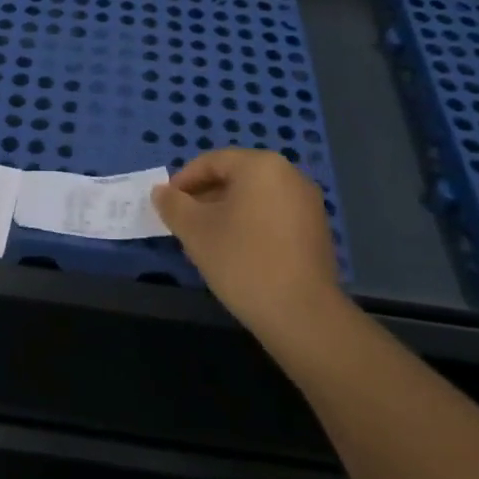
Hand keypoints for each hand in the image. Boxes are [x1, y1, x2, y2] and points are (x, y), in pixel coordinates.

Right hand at [153, 149, 345, 344]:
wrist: (304, 316)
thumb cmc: (243, 261)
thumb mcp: (196, 231)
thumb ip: (173, 205)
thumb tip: (161, 191)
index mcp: (261, 165)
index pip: (212, 161)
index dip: (184, 181)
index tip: (167, 205)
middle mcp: (289, 175)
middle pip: (235, 178)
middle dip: (205, 199)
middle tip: (183, 226)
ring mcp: (308, 204)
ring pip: (254, 199)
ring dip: (225, 215)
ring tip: (206, 244)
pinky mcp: (317, 231)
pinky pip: (273, 217)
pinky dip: (251, 227)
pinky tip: (236, 256)